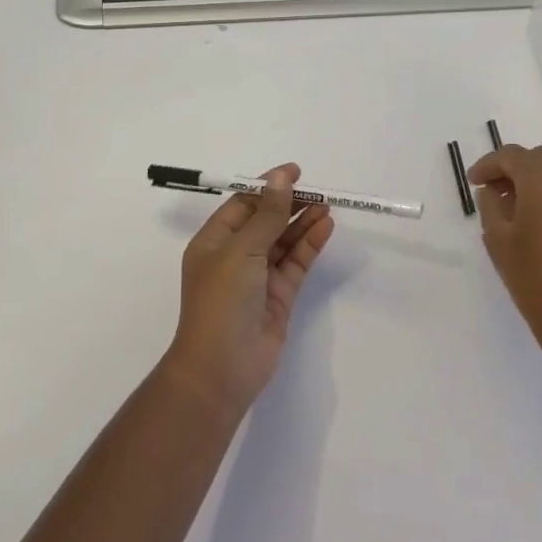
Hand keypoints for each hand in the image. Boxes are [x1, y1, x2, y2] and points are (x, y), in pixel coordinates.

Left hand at [167, 164, 334, 412]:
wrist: (222, 369)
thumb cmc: (222, 302)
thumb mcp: (242, 250)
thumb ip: (267, 214)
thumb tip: (281, 178)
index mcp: (214, 242)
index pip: (242, 204)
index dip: (267, 186)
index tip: (295, 172)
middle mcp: (235, 256)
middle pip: (266, 220)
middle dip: (290, 204)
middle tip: (318, 190)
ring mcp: (258, 277)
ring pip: (283, 241)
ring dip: (303, 222)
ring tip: (328, 205)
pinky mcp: (278, 296)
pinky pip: (296, 262)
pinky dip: (310, 245)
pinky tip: (326, 227)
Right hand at [469, 144, 541, 359]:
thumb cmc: (533, 276)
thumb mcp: (497, 239)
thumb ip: (490, 206)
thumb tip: (492, 191)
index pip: (511, 156)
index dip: (487, 165)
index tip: (472, 182)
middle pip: (538, 157)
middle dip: (513, 167)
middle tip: (491, 190)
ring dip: (533, 180)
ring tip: (511, 207)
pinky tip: (535, 221)